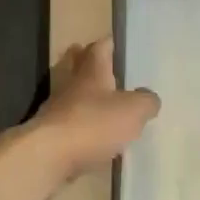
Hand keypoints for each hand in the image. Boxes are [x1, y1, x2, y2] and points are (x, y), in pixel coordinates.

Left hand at [28, 38, 160, 185]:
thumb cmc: (93, 124)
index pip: (101, 46)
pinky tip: (93, 136)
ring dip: (85, 96)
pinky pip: (68, 120)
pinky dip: (80, 123)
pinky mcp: (51, 131)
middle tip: (109, 71)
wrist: (49, 155)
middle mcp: (72, 82)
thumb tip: (150, 98)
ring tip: (105, 107)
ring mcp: (57, 106)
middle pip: (79, 64)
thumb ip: (146, 102)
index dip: (111, 44)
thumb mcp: (132, 111)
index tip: (120, 46)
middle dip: (91, 64)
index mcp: (92, 69)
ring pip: (73, 92)